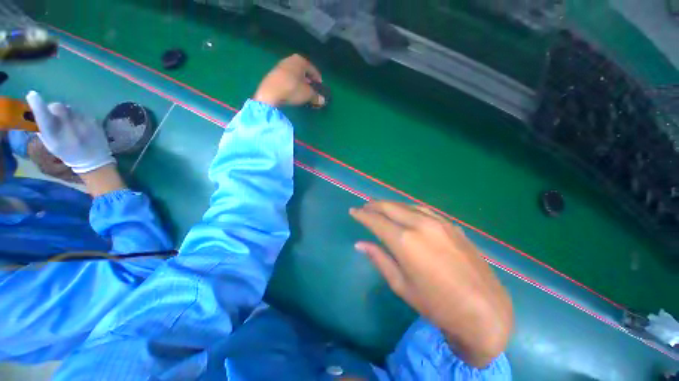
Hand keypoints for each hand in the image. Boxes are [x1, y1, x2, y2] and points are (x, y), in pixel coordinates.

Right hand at [26, 91, 114, 173]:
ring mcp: (84, 125)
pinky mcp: (95, 122)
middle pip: (57, 107)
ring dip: (66, 112)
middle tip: (55, 116)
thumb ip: (43, 129)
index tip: (32, 95)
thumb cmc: (68, 153)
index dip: (37, 105)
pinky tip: (80, 126)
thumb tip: (36, 112)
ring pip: (69, 108)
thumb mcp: (51, 145)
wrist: (94, 159)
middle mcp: (69, 130)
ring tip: (69, 124)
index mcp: (55, 138)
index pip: (44, 117)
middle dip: (53, 108)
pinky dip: (77, 116)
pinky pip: (81, 112)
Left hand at [253, 54, 324, 106]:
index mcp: (300, 60)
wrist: (270, 93)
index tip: (320, 87)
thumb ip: (316, 97)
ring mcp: (280, 66)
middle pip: (303, 71)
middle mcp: (290, 60)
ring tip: (303, 92)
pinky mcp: (273, 74)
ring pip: (295, 74)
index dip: (318, 79)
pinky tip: (292, 92)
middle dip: (309, 80)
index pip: (313, 70)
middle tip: (312, 90)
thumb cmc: (292, 89)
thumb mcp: (308, 94)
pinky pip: (287, 78)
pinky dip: (292, 84)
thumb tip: (322, 101)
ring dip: (300, 83)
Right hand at [350, 201, 512, 367]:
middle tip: (364, 206)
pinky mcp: (451, 225)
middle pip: (390, 207)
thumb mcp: (401, 284)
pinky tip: (404, 212)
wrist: (485, 311)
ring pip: (406, 205)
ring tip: (380, 206)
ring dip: (390, 204)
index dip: (362, 215)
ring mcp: (438, 222)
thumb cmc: (437, 304)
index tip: (353, 211)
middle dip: (374, 205)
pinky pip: (423, 210)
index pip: (376, 220)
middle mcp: (420, 225)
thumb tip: (360, 244)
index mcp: (405, 241)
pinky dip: (408, 208)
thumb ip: (379, 258)